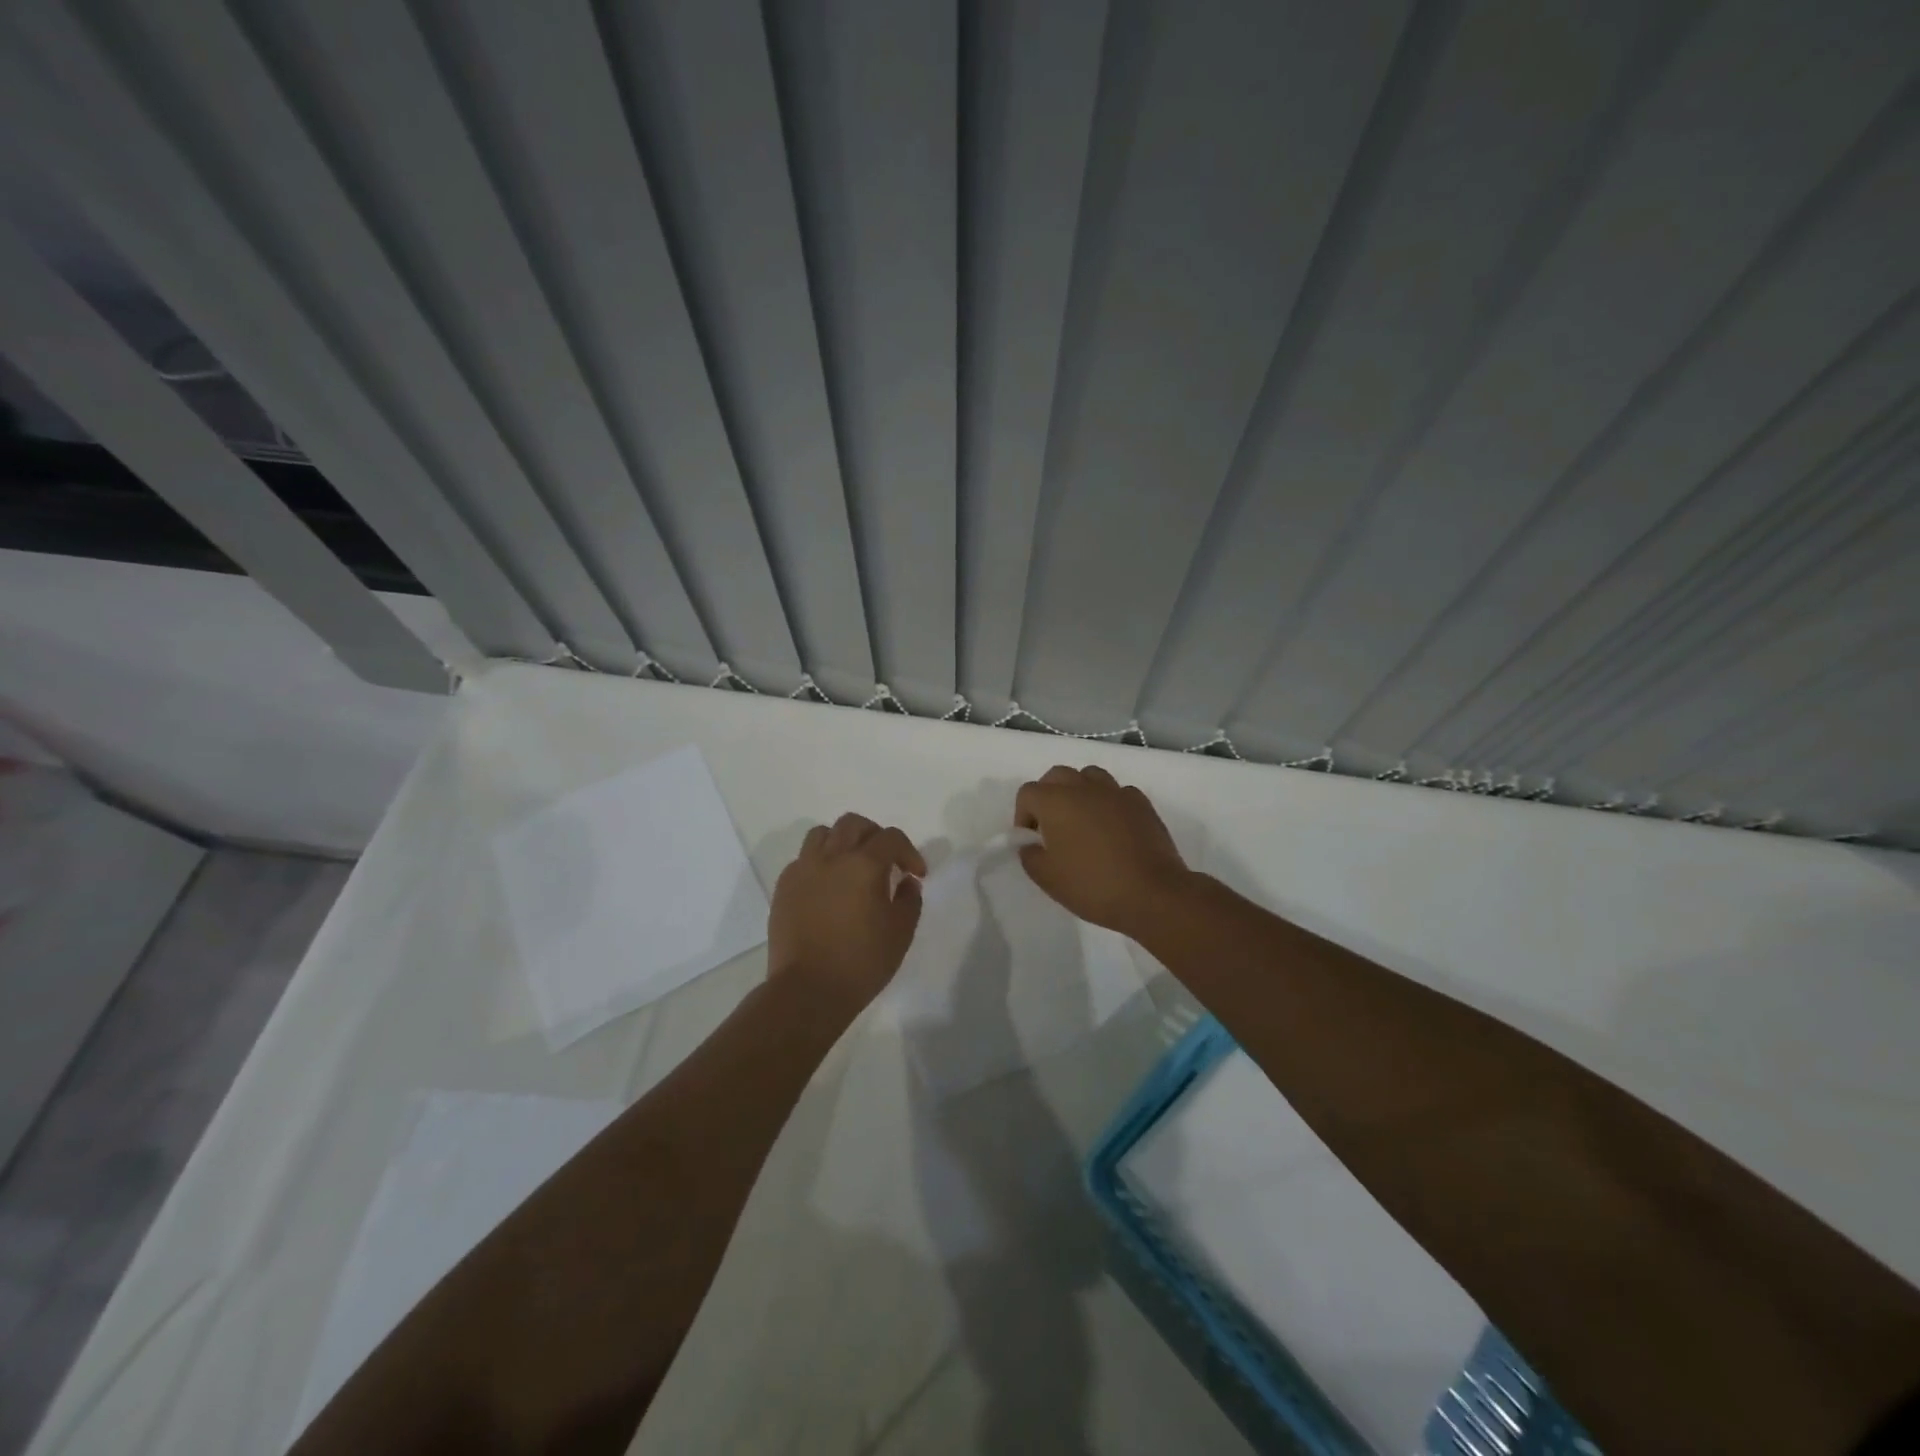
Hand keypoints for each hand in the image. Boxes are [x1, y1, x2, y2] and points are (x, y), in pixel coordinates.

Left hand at [768, 812, 926, 1007]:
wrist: (807, 990)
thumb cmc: (861, 962)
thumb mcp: (900, 933)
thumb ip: (910, 899)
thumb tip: (906, 881)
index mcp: (863, 865)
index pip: (891, 838)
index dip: (908, 852)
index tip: (916, 874)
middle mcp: (831, 858)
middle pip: (853, 824)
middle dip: (874, 835)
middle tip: (885, 859)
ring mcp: (802, 870)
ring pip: (822, 834)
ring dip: (842, 841)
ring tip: (851, 865)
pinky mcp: (783, 887)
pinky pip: (802, 859)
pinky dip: (819, 862)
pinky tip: (827, 887)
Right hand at [1015, 765, 1193, 937]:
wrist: (1152, 893)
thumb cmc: (1092, 885)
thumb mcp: (1047, 878)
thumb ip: (1030, 855)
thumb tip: (1032, 844)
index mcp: (1055, 801)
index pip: (1028, 793)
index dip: (1023, 815)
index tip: (1033, 840)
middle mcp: (1084, 787)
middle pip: (1057, 776)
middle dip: (1049, 796)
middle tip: (1054, 828)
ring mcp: (1115, 792)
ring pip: (1089, 776)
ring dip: (1080, 792)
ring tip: (1084, 822)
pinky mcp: (1141, 803)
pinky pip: (1117, 792)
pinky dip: (1109, 803)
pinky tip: (1114, 828)